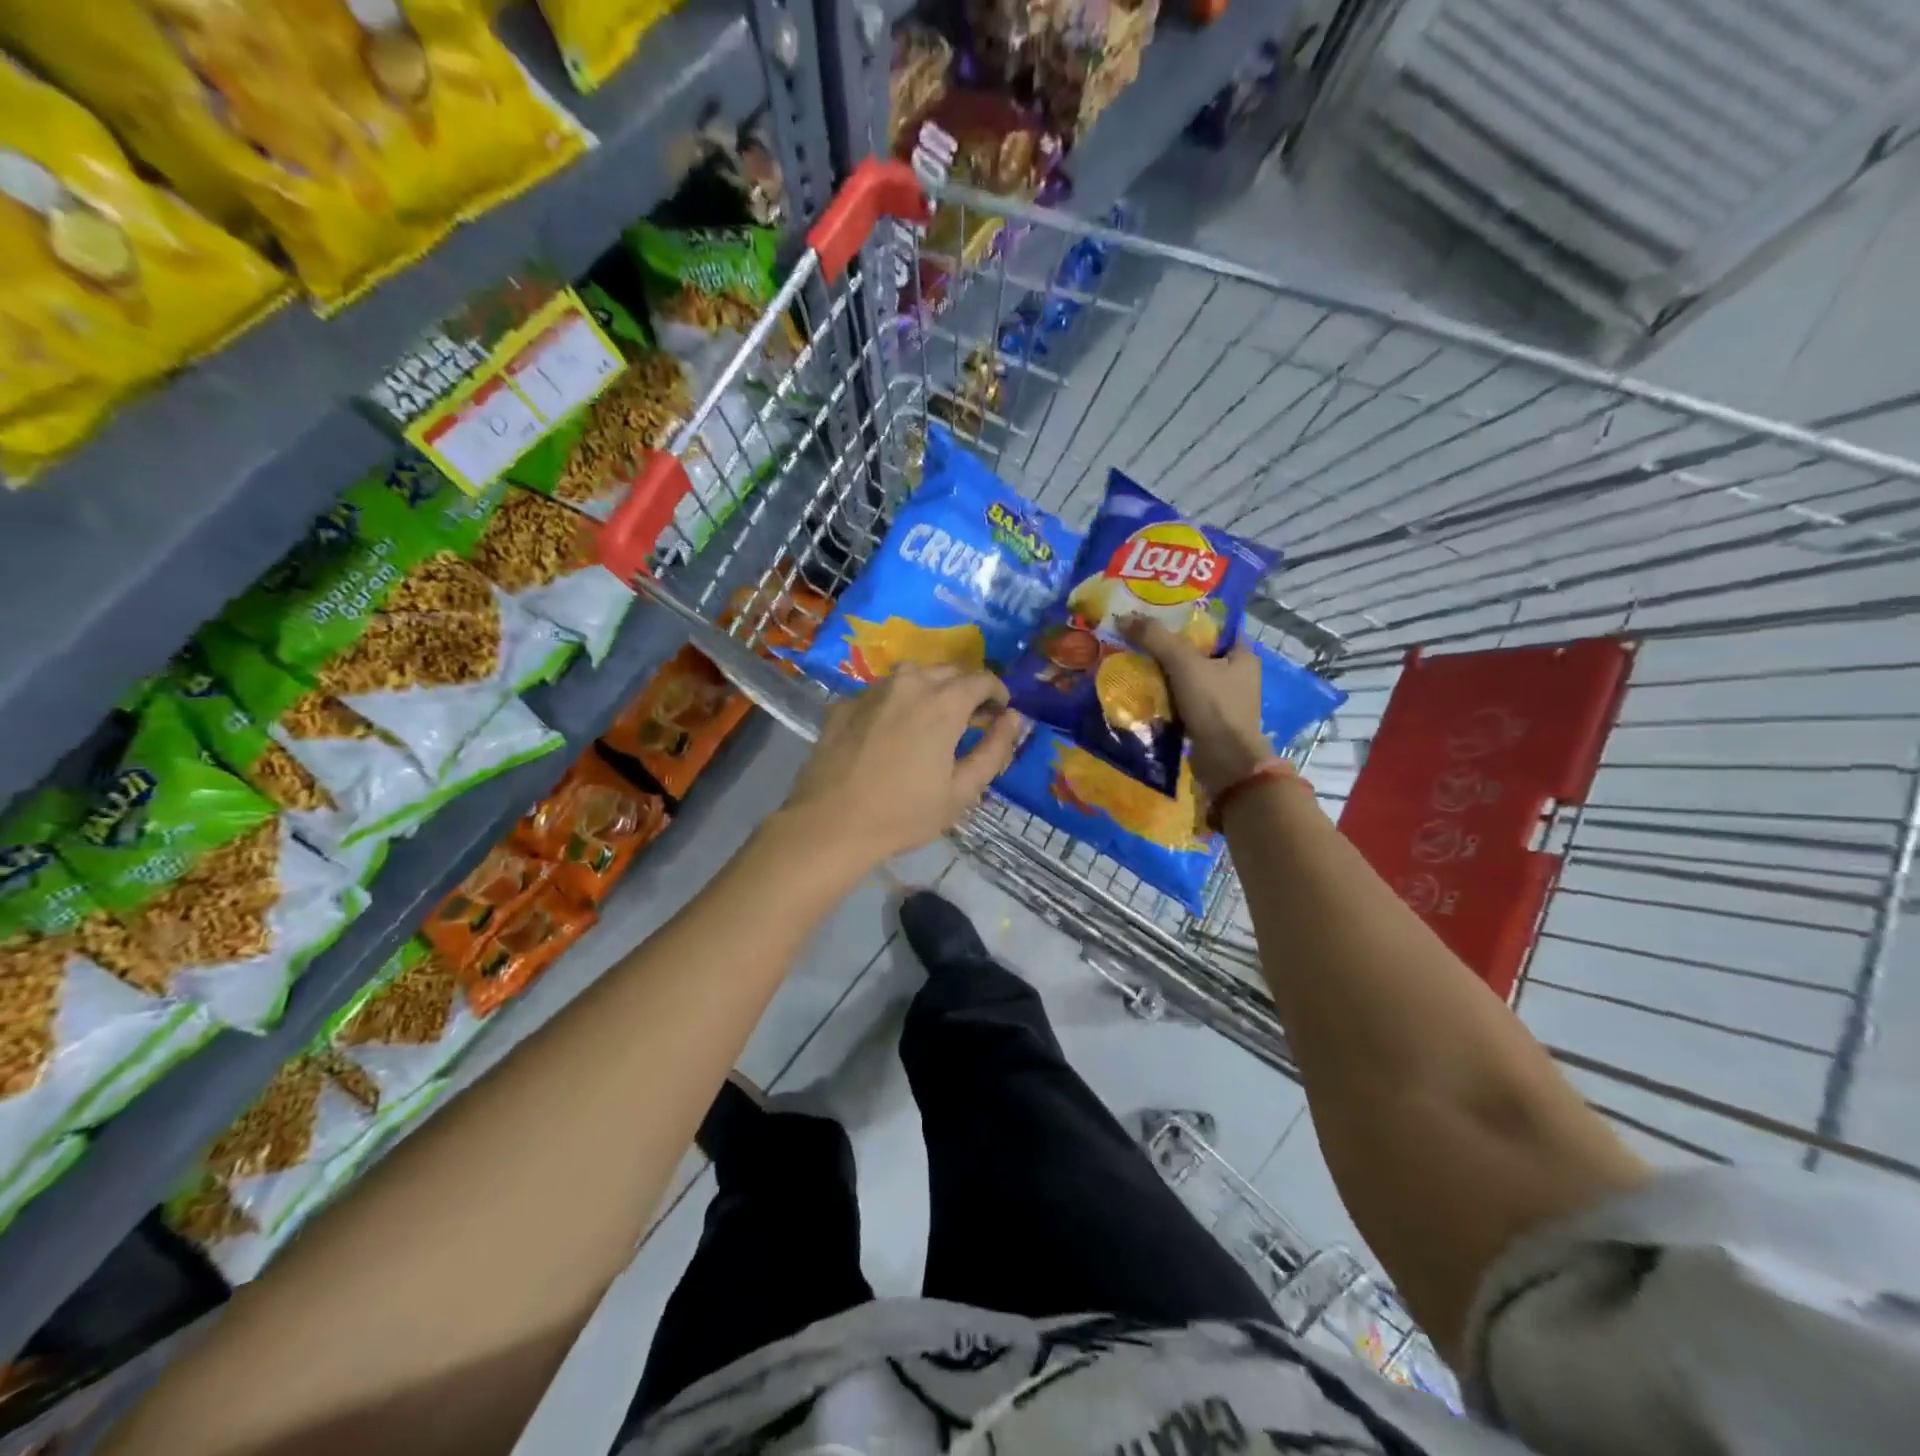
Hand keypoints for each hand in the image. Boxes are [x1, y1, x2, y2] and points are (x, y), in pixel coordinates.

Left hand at [779, 665, 1023, 871]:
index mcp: (943, 702)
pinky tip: (891, 733)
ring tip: (932, 723)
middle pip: (948, 671)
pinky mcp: (845, 704)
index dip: (998, 693)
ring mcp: (872, 690)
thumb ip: (994, 750)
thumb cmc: (904, 814)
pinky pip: (882, 693)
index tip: (1000, 714)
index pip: (982, 679)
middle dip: (966, 690)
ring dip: (931, 691)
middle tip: (970, 722)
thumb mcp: (962, 791)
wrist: (829, 824)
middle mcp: (909, 684)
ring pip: (913, 676)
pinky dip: (897, 703)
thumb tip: (1015, 718)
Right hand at [1120, 615, 1267, 797]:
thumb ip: (1156, 638)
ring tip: (1135, 664)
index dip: (1189, 621)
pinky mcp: (1209, 723)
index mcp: (1243, 656)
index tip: (1159, 616)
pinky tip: (1143, 693)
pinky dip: (1166, 698)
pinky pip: (1183, 702)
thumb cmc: (1213, 705)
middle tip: (1140, 640)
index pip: (1215, 629)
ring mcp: (1224, 702)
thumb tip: (1124, 618)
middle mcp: (1237, 677)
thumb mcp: (1183, 664)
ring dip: (1165, 675)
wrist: (1225, 761)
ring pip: (1188, 679)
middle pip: (1198, 654)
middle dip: (1170, 649)